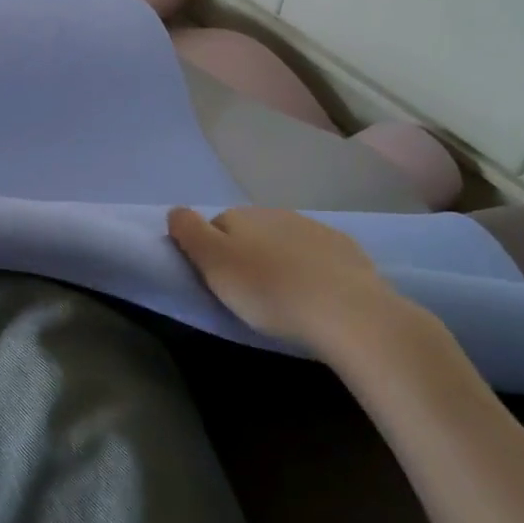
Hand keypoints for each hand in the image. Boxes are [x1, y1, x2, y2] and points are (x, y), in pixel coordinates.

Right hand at [167, 207, 406, 355]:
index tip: (218, 283)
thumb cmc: (267, 290)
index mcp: (240, 215)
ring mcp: (315, 229)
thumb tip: (176, 211)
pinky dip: (312, 270)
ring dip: (280, 261)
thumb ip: (188, 232)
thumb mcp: (213, 263)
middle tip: (249, 294)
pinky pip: (319, 256)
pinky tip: (316, 296)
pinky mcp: (348, 251)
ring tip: (284, 298)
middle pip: (250, 233)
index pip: (214, 227)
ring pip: (285, 242)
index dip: (212, 254)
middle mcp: (276, 213)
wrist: (346, 311)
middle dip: (247, 255)